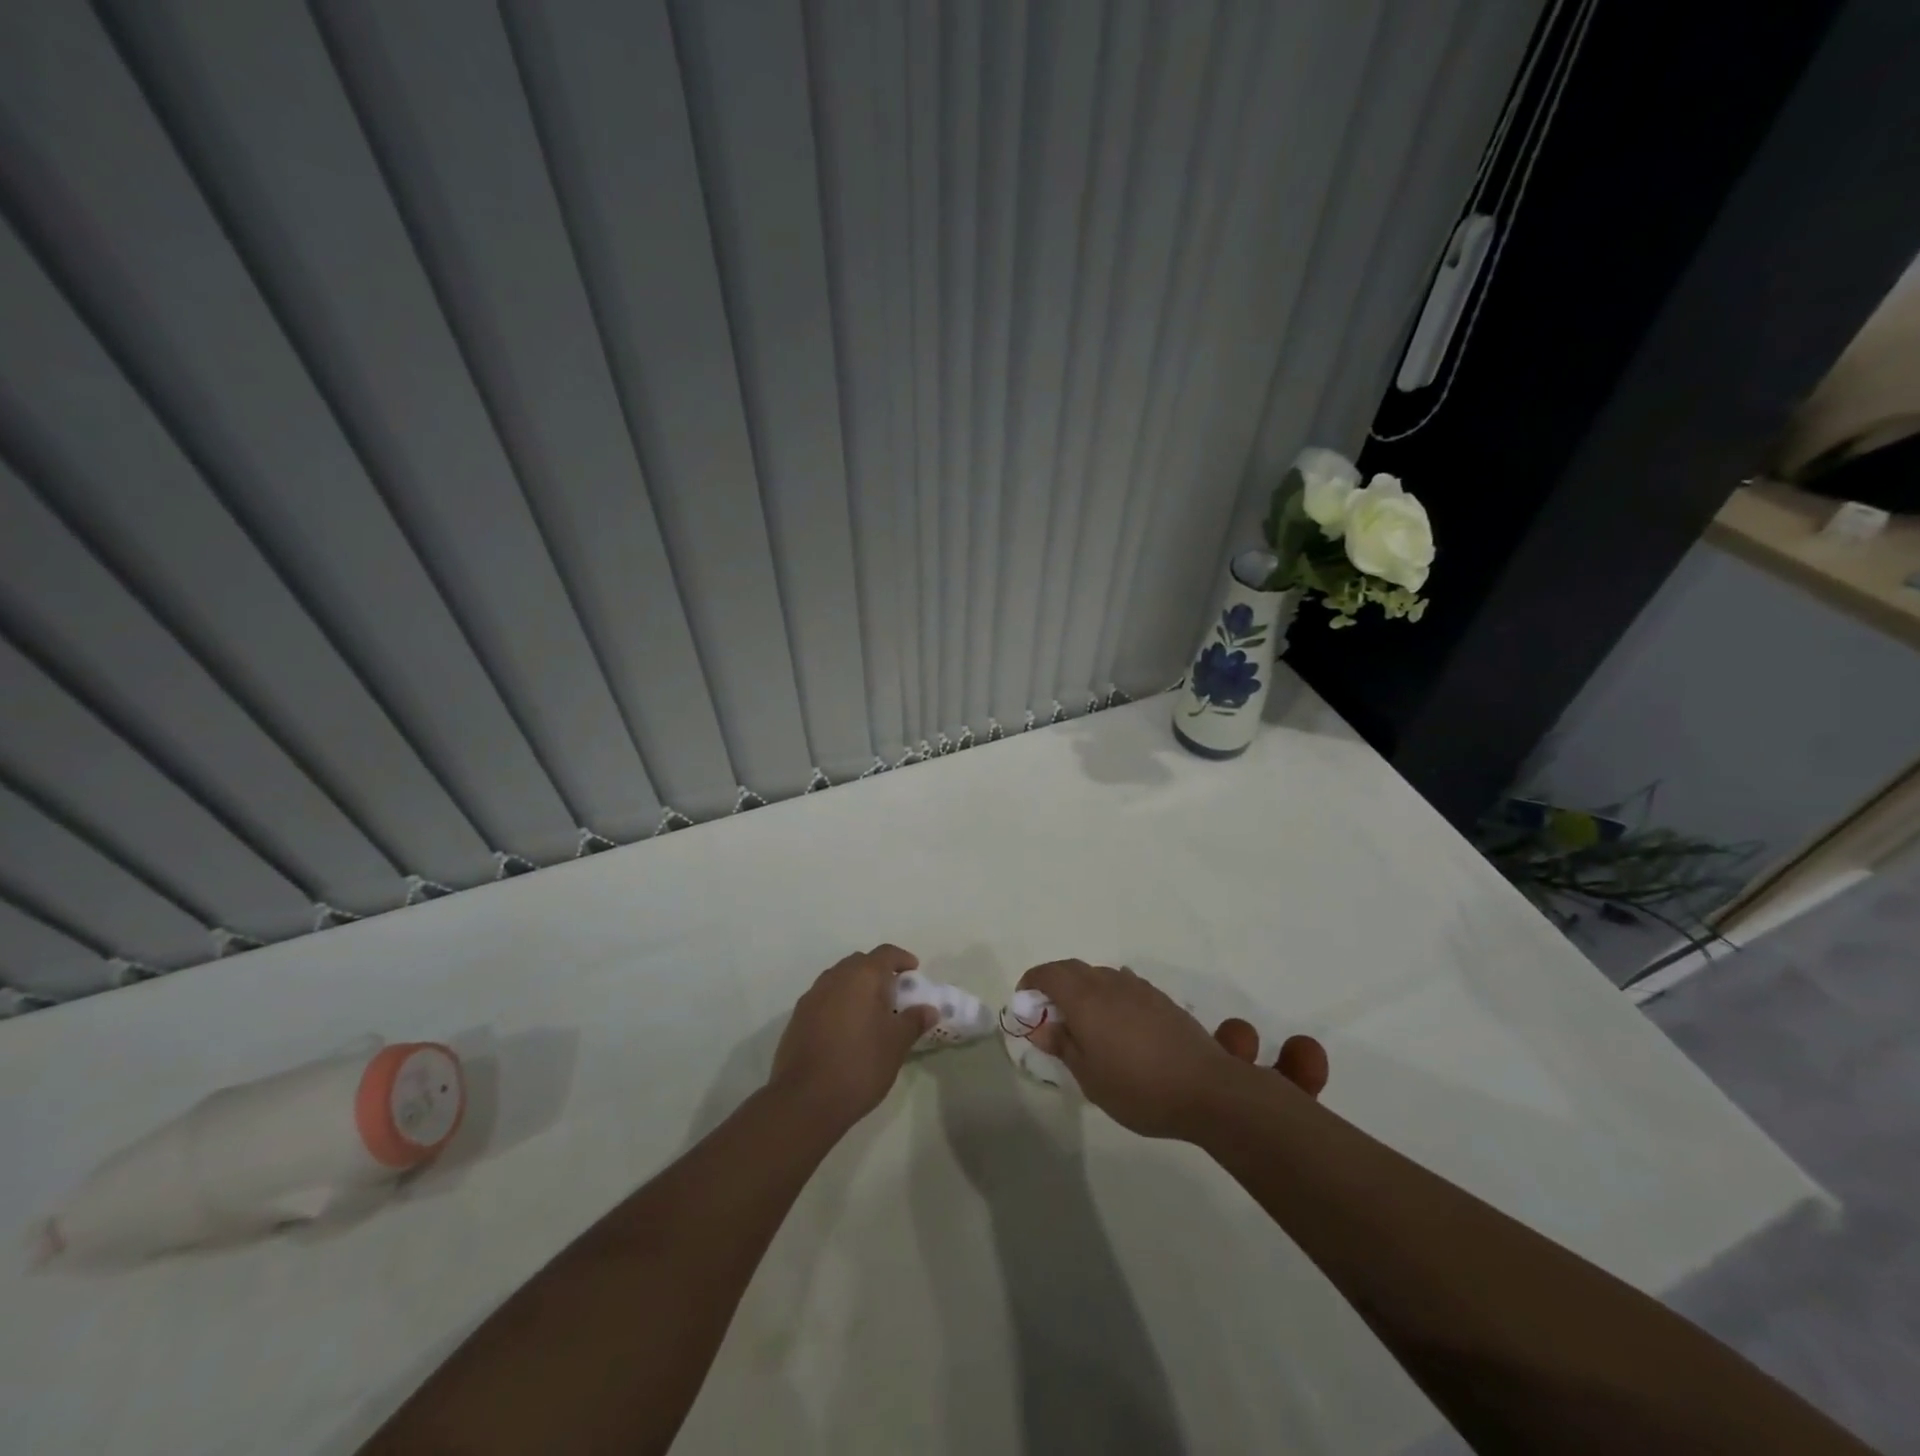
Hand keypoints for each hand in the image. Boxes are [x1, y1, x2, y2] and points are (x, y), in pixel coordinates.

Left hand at [769, 944, 936, 1129]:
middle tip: (894, 993)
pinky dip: (838, 1003)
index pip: (885, 953)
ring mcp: (812, 997)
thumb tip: (928, 1009)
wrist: (805, 1100)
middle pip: (860, 962)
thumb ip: (914, 1021)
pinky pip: (823, 999)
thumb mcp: (896, 1044)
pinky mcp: (797, 1018)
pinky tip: (846, 1029)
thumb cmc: (860, 1065)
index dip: (902, 959)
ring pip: (839, 980)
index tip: (914, 972)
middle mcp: (834, 978)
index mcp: (862, 976)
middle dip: (878, 972)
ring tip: (870, 1012)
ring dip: (856, 987)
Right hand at [1020, 961, 1328, 1139]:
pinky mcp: (1160, 998)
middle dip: (1055, 984)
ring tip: (1083, 1023)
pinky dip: (1108, 995)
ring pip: (1100, 975)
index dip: (1032, 981)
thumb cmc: (1138, 1088)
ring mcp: (1138, 988)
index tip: (1024, 1001)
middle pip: (1073, 969)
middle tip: (1049, 1014)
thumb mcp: (1089, 1076)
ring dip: (1083, 989)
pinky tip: (1116, 1024)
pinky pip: (1123, 985)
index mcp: (1085, 999)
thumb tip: (1042, 1026)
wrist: (1206, 1089)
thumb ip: (1063, 1046)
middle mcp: (1110, 983)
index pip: (1049, 973)